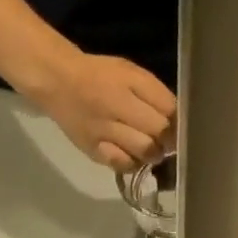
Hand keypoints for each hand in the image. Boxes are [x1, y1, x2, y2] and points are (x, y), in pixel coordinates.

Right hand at [33, 48, 174, 170]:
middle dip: (168, 139)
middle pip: (158, 131)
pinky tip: (131, 155)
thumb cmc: (100, 76)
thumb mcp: (131, 73)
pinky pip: (122, 164)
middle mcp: (116, 106)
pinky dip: (132, 163)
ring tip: (149, 148)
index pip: (168, 108)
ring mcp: (103, 130)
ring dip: (153, 152)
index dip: (178, 121)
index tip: (179, 126)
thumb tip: (179, 119)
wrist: (57, 81)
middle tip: (166, 140)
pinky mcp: (93, 149)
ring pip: (144, 151)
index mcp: (129, 82)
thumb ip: (156, 93)